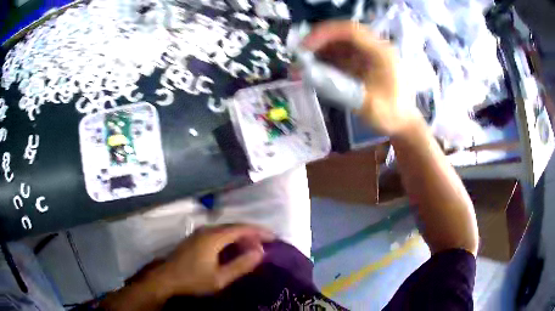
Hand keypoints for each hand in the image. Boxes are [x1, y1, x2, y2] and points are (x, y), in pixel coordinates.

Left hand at [153, 224, 273, 296]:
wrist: (166, 279)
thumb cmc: (193, 279)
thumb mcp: (220, 278)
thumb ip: (240, 265)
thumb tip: (260, 252)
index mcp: (213, 237)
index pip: (241, 228)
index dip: (258, 231)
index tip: (273, 237)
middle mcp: (207, 230)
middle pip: (234, 226)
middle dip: (251, 232)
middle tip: (266, 242)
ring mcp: (199, 233)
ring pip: (225, 229)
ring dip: (241, 235)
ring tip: (254, 244)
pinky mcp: (195, 238)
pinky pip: (218, 233)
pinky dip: (231, 237)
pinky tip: (234, 247)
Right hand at [302, 21, 419, 135]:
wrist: (404, 123)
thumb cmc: (391, 114)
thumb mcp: (367, 104)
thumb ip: (339, 87)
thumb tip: (308, 74)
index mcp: (381, 52)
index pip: (350, 31)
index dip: (325, 34)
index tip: (305, 47)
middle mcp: (375, 47)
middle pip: (343, 33)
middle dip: (319, 39)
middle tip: (300, 53)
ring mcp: (369, 54)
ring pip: (341, 42)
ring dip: (321, 48)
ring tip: (304, 61)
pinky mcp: (364, 62)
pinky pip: (343, 53)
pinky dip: (327, 57)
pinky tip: (316, 66)